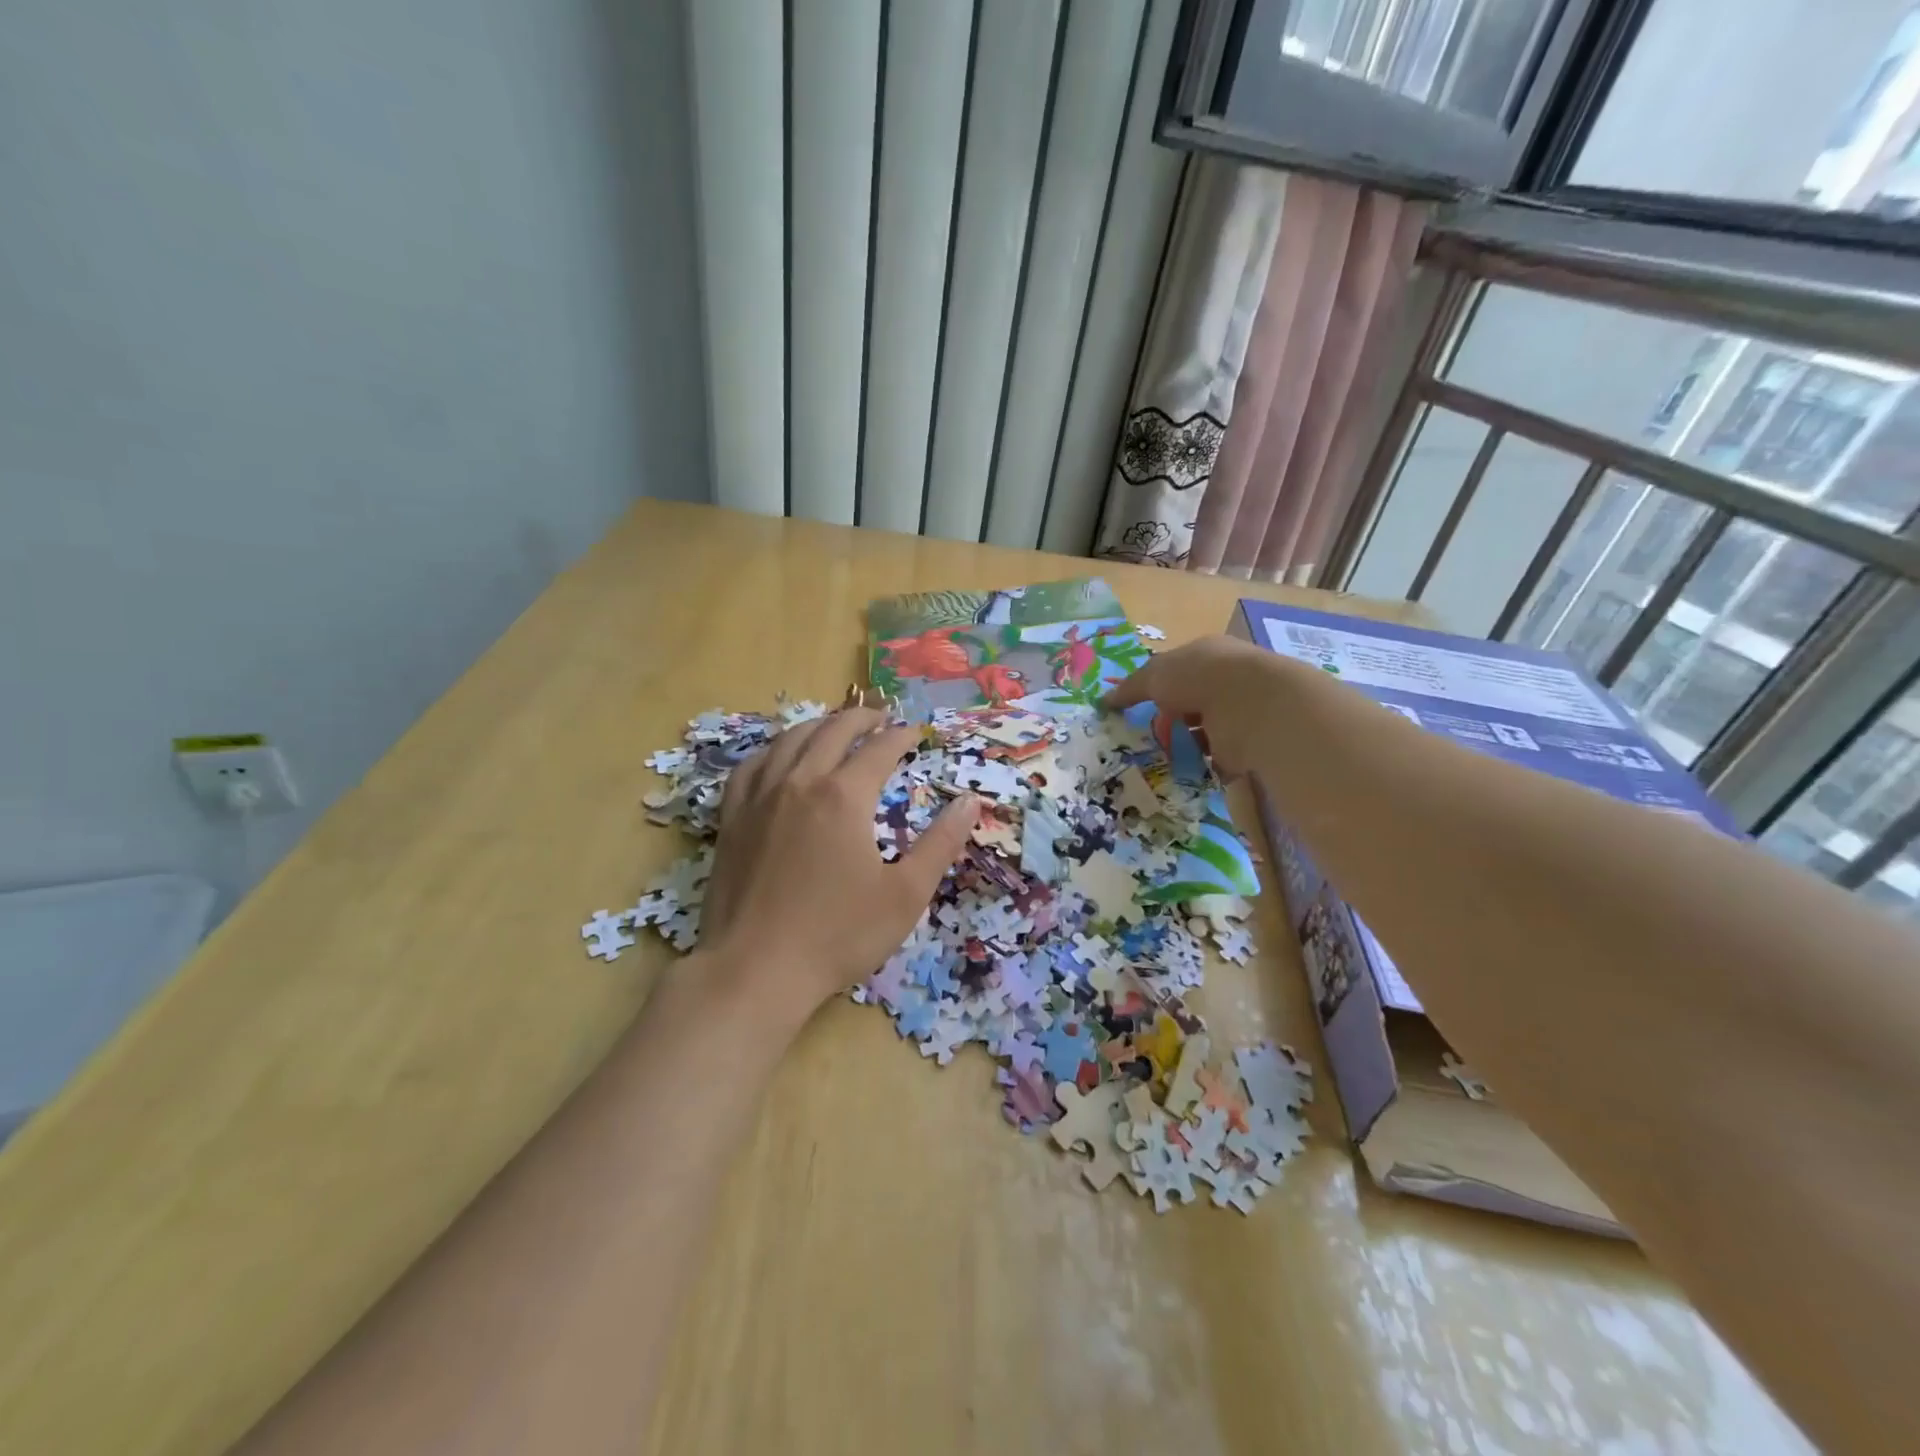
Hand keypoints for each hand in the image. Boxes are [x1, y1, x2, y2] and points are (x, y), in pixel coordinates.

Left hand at [697, 707, 977, 1023]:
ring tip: (836, 726)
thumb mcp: (905, 895)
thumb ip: (940, 844)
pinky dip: (774, 749)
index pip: (879, 749)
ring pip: (790, 739)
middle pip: (833, 730)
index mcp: (844, 796)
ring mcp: (759, 797)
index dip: (902, 736)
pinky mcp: (732, 818)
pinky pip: (752, 765)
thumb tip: (970, 802)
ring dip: (820, 725)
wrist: (755, 970)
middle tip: (882, 717)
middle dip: (862, 718)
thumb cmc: (838, 935)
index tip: (916, 734)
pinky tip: (780, 756)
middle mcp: (800, 782)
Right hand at [1102, 634, 1283, 778]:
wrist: (1251, 705)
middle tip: (1149, 735)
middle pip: (1192, 702)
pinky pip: (1218, 756)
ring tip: (1163, 755)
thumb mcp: (1155, 675)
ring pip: (1205, 731)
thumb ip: (1130, 688)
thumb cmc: (1199, 677)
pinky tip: (1185, 769)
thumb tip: (1104, 701)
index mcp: (1209, 655)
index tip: (1140, 707)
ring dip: (1185, 743)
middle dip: (1170, 718)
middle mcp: (1228, 681)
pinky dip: (1202, 764)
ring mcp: (1240, 713)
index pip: (1180, 670)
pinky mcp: (1248, 743)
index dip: (1159, 686)